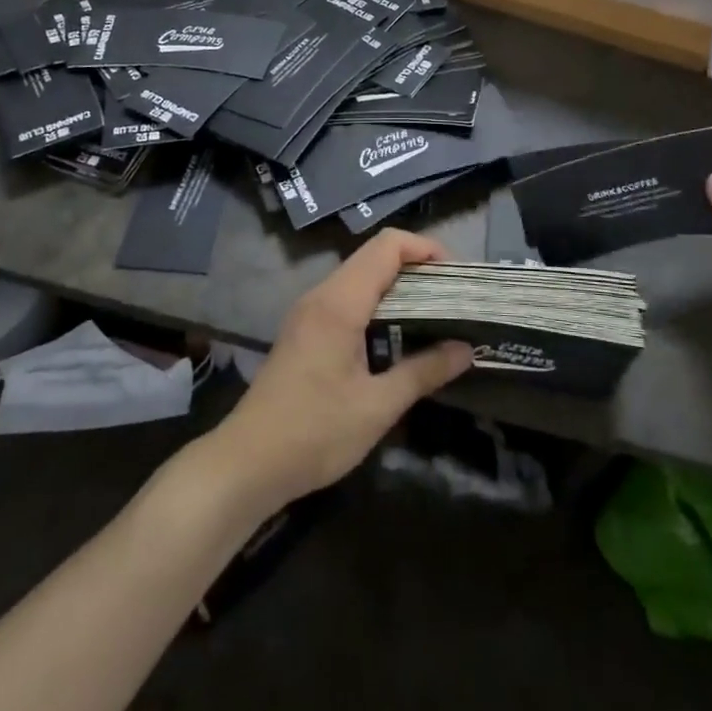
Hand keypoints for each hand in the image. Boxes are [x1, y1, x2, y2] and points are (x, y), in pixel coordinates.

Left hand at [215, 230, 471, 509]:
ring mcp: (309, 311)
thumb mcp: (377, 407)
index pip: (387, 246)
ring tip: (432, 314)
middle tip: (452, 297)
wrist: (245, 464)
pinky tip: (395, 336)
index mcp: (340, 302)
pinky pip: (347, 297)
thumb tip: (466, 350)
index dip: (426, 248)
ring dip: (397, 286)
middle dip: (417, 267)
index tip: (456, 276)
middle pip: (375, 255)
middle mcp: (322, 295)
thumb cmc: (314, 433)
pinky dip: (377, 303)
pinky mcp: (304, 329)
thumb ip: (423, 372)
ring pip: (360, 276)